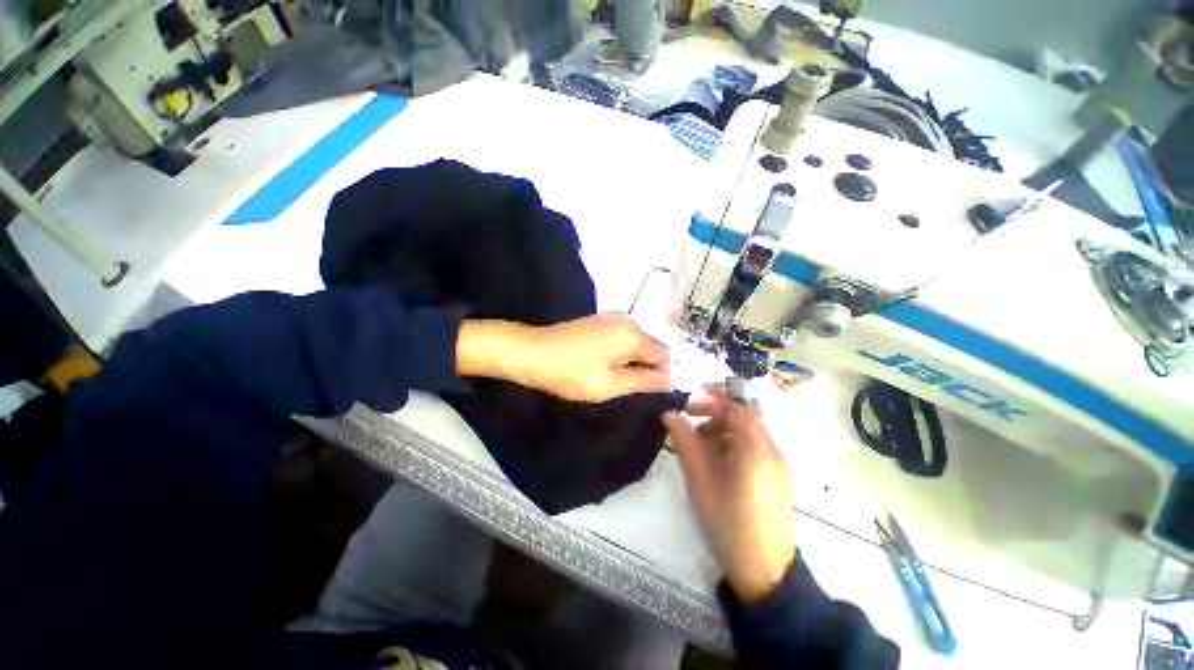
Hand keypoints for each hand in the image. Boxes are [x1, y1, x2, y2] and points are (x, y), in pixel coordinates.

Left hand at [457, 314, 669, 402]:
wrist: (531, 352)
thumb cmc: (570, 372)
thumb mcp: (610, 384)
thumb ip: (643, 382)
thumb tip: (669, 381)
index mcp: (633, 334)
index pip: (665, 355)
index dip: (661, 376)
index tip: (644, 393)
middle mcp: (627, 320)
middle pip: (651, 347)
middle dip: (645, 368)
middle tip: (625, 388)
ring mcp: (612, 317)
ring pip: (635, 343)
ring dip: (631, 361)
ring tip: (612, 378)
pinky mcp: (599, 320)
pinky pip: (621, 338)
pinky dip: (620, 353)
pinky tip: (602, 365)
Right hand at [663, 387, 794, 603]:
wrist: (764, 570)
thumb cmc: (728, 521)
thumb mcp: (700, 479)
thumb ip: (685, 442)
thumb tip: (669, 414)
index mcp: (756, 449)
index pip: (740, 407)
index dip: (718, 395)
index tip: (695, 391)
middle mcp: (772, 452)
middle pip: (745, 418)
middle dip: (716, 412)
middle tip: (690, 417)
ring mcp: (778, 466)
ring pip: (748, 434)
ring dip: (723, 429)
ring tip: (699, 442)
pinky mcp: (777, 479)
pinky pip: (754, 450)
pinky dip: (733, 445)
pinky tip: (716, 460)